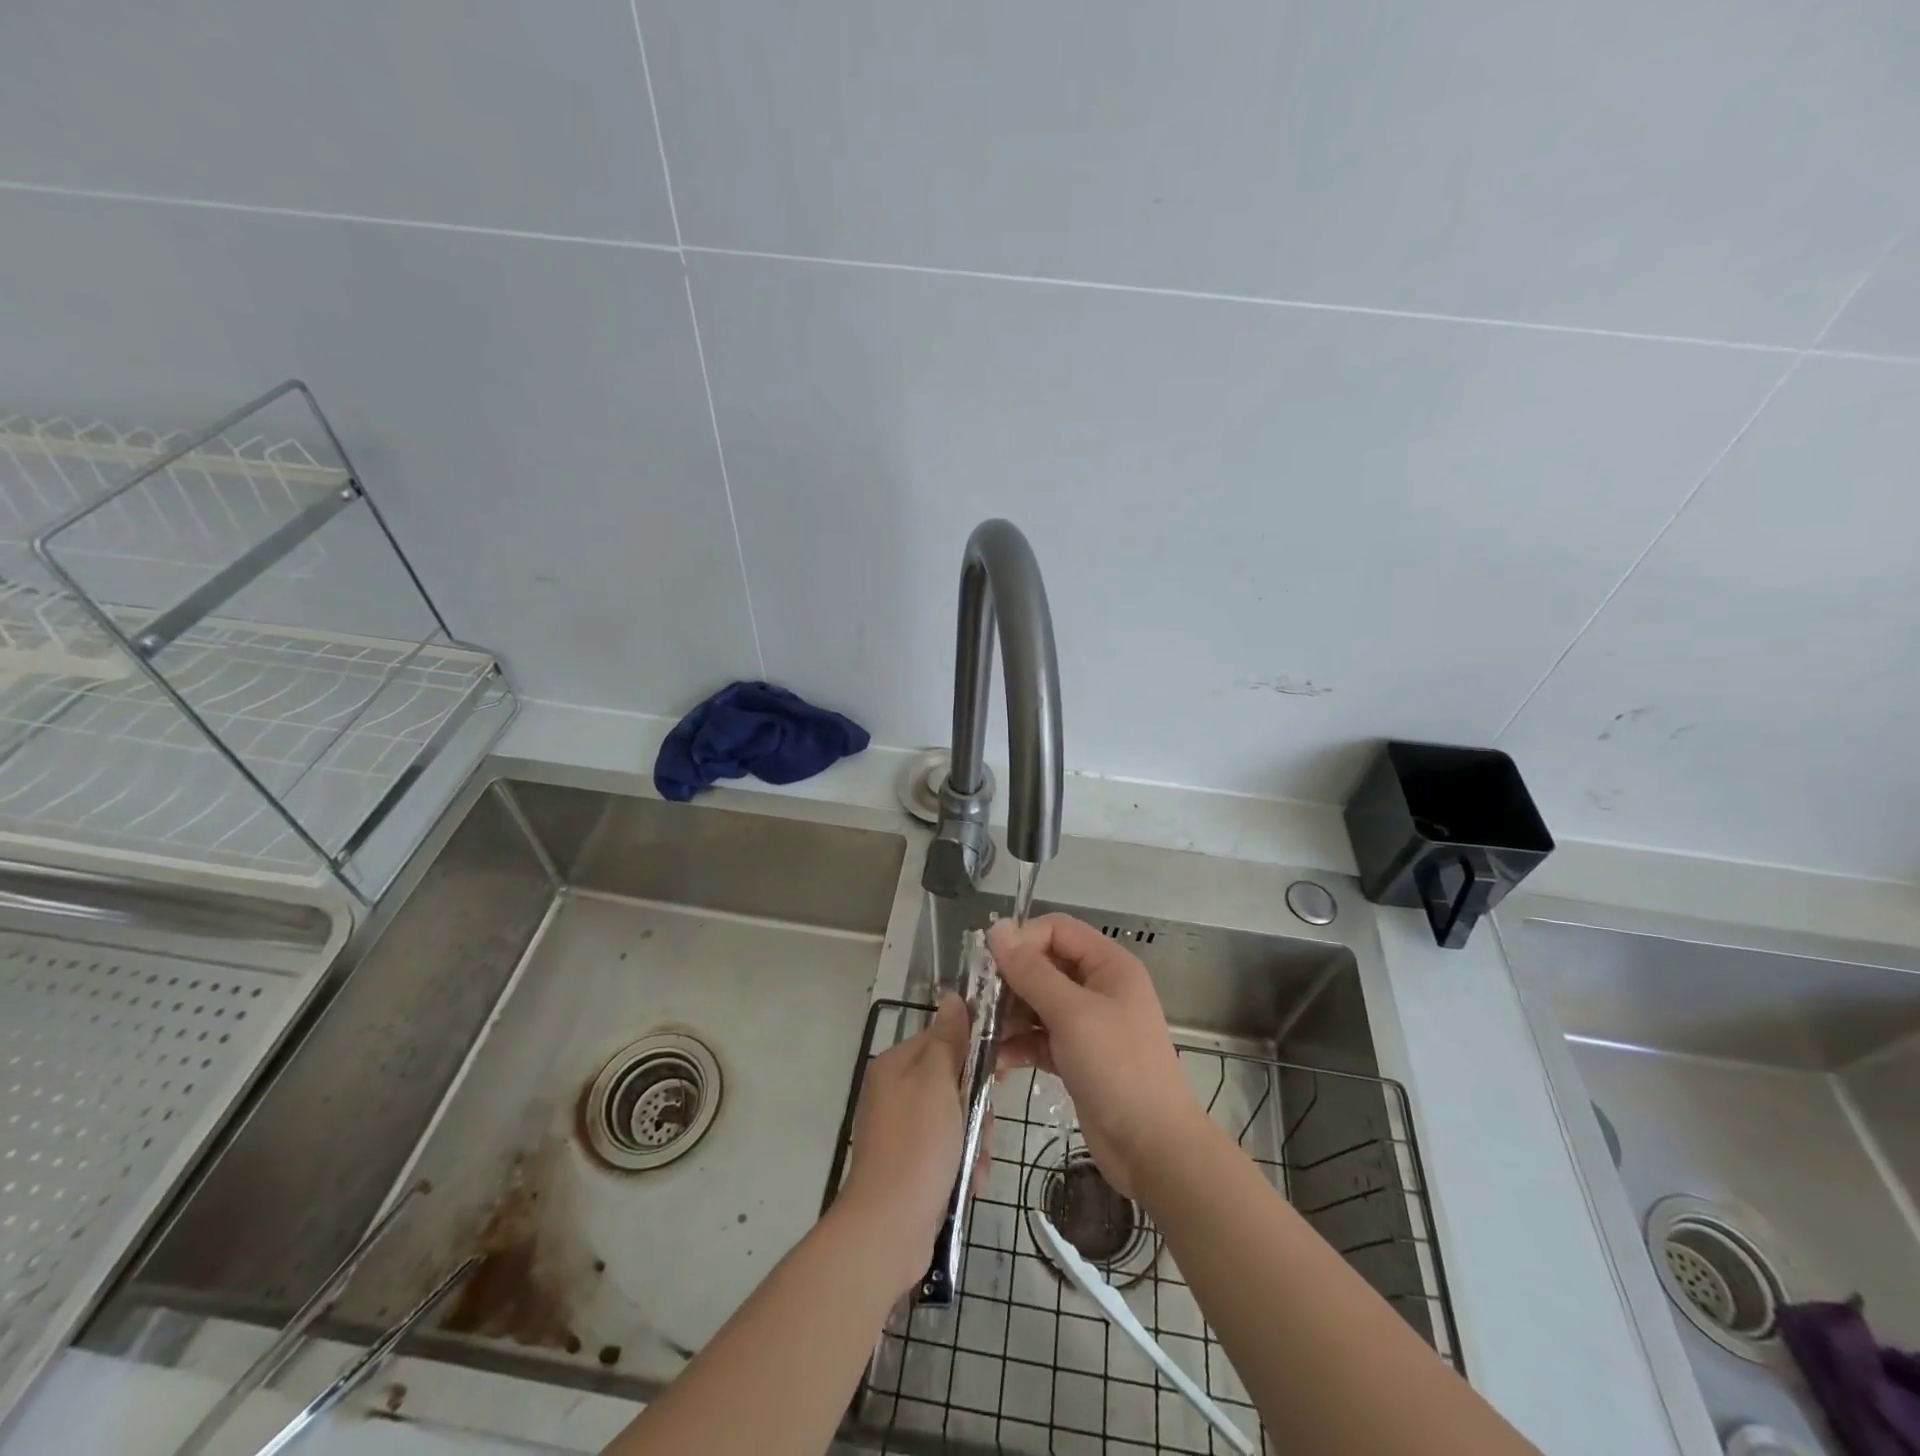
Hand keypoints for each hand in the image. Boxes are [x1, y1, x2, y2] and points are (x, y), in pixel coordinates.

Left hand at [838, 993, 975, 1296]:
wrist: (889, 1230)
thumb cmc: (917, 1146)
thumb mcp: (938, 1083)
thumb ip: (949, 1039)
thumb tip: (953, 995)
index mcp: (896, 1065)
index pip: (944, 1037)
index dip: (974, 1052)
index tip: (998, 1072)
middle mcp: (895, 1092)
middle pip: (954, 1080)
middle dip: (977, 1107)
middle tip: (982, 1127)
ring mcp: (902, 1130)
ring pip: (957, 1118)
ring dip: (975, 1140)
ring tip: (975, 1163)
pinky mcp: (911, 1164)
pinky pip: (949, 1150)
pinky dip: (963, 1164)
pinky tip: (969, 1182)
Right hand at [989, 914, 1205, 1199]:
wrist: (1153, 1148)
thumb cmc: (1117, 1068)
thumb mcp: (1071, 1013)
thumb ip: (1031, 971)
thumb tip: (996, 928)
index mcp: (1108, 964)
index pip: (1056, 930)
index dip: (1022, 940)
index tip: (989, 966)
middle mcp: (1098, 986)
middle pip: (1043, 966)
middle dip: (1009, 982)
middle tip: (977, 1003)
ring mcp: (1088, 1023)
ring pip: (1037, 1003)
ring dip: (1008, 1016)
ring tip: (980, 1034)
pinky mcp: (1076, 1056)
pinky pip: (1039, 1037)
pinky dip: (1018, 1045)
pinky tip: (994, 1061)